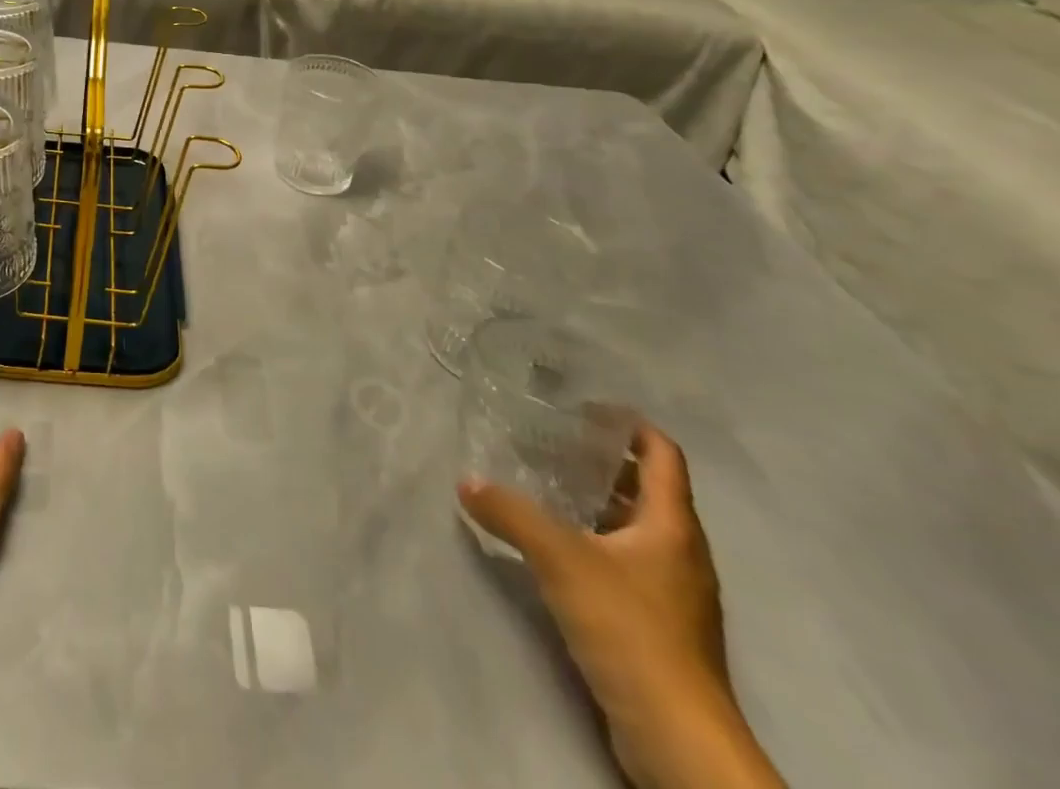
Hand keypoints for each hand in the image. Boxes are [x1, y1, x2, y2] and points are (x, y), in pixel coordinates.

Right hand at [458, 423, 783, 788]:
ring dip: (596, 501)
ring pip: (635, 526)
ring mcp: (673, 591)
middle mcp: (680, 551)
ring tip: (545, 481)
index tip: (585, 407)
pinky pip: (626, 561)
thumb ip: (511, 514)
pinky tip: (556, 543)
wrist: (677, 738)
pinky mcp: (658, 623)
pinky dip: (595, 539)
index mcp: (672, 526)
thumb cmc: (630, 628)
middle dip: (602, 460)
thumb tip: (466, 480)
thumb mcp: (560, 559)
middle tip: (550, 438)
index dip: (629, 425)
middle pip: (647, 488)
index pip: (663, 454)